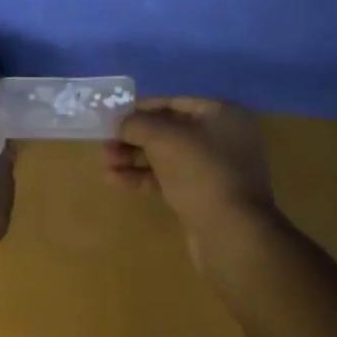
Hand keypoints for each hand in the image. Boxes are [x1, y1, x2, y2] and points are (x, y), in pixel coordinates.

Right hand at [105, 97, 278, 258]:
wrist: (231, 233)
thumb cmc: (201, 172)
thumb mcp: (163, 138)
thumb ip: (137, 124)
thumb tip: (121, 123)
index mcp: (222, 114)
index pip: (174, 103)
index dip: (141, 109)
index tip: (113, 117)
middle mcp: (222, 138)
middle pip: (169, 131)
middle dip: (134, 138)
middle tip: (105, 144)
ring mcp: (214, 170)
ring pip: (167, 157)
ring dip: (134, 159)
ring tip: (104, 164)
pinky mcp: (204, 196)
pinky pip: (169, 180)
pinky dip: (144, 178)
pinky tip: (115, 182)